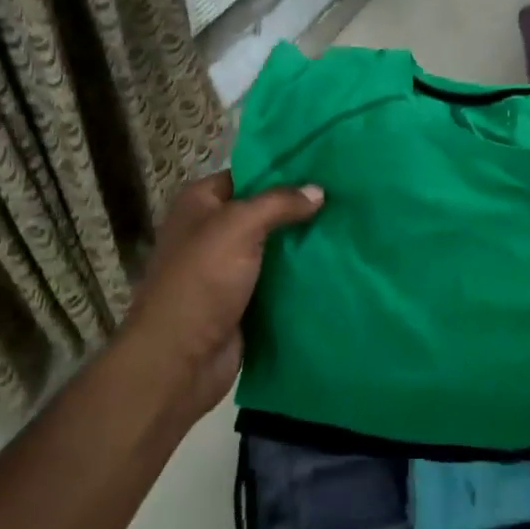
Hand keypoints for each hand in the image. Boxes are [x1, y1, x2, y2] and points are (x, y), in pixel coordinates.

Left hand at [120, 171, 322, 424]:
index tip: (325, 166)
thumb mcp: (238, 228)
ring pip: (275, 246)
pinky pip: (278, 279)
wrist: (179, 362)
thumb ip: (279, 204)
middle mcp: (213, 231)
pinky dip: (302, 275)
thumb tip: (318, 190)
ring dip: (305, 242)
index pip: (248, 174)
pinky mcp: (244, 300)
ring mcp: (228, 268)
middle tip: (347, 196)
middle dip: (300, 207)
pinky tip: (337, 264)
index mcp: (200, 204)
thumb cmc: (201, 282)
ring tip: (350, 226)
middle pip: (264, 210)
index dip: (284, 169)